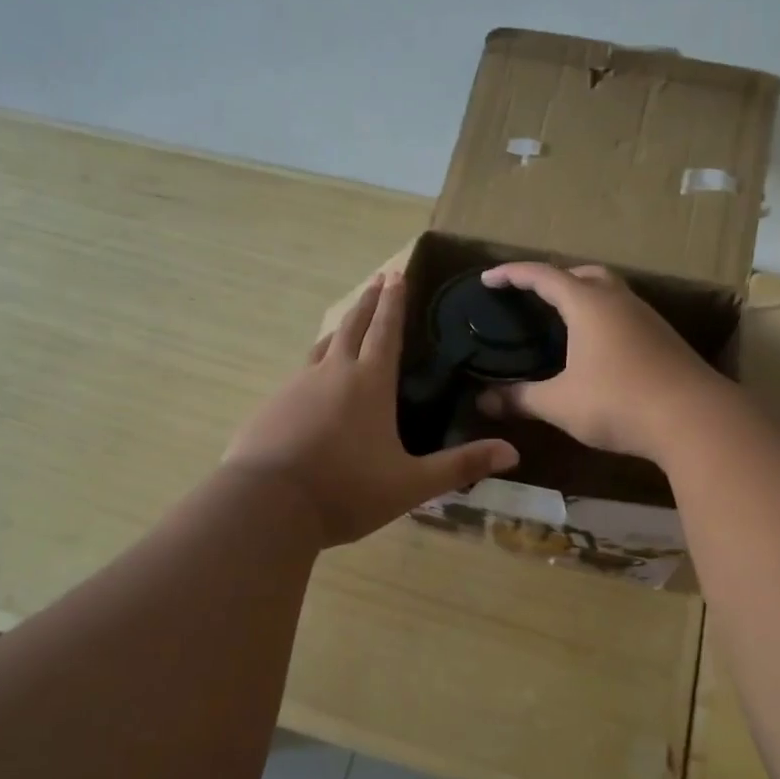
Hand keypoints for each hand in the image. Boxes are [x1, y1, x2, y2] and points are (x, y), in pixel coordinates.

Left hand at [224, 273, 519, 546]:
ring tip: (348, 321)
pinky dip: (315, 363)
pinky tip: (314, 380)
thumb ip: (460, 466)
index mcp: (369, 382)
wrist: (268, 504)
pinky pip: (300, 373)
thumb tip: (512, 452)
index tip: (397, 274)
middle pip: (352, 325)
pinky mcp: (272, 404)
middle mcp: (333, 373)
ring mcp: (297, 385)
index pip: (386, 330)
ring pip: (323, 345)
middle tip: (378, 280)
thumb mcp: (411, 484)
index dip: (395, 302)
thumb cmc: (347, 490)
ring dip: (340, 328)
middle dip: (369, 301)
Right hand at [477, 263, 730, 461]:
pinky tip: (597, 347)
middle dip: (553, 278)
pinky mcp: (663, 338)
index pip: (542, 275)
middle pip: (582, 273)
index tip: (487, 278)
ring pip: (609, 291)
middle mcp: (618, 300)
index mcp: (587, 304)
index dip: (512, 274)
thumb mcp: (560, 403)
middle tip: (531, 296)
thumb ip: (520, 399)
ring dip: (583, 296)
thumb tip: (483, 401)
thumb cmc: (618, 402)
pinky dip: (602, 317)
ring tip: (562, 321)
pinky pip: (624, 313)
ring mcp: (646, 318)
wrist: (694, 419)